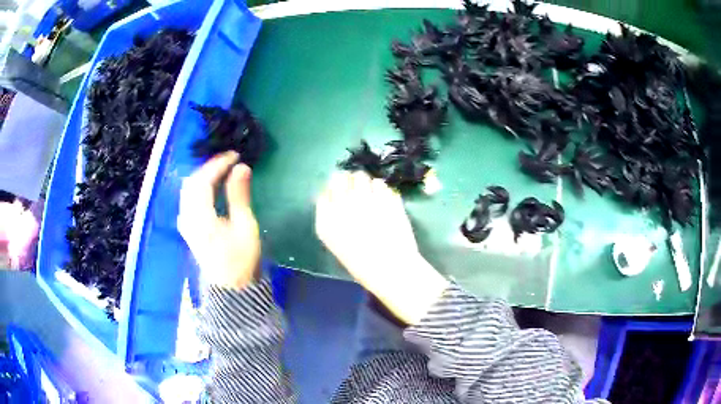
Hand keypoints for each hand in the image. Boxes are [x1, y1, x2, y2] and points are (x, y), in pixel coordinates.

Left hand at [178, 151, 260, 289]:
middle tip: (230, 160)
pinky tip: (211, 185)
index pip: (204, 181)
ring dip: (204, 175)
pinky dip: (200, 186)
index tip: (236, 155)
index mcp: (201, 217)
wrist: (230, 287)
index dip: (219, 164)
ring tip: (222, 169)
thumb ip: (239, 195)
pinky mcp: (187, 226)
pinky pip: (188, 197)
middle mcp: (187, 217)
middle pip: (192, 182)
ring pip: (188, 188)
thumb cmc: (241, 259)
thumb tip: (241, 167)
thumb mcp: (245, 226)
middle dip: (210, 167)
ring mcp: (184, 222)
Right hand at [315, 171, 448, 323]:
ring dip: (366, 183)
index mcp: (327, 221)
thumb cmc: (362, 264)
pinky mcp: (387, 198)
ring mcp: (366, 199)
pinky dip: (382, 189)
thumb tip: (333, 199)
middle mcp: (343, 205)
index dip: (334, 192)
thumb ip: (332, 219)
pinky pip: (381, 184)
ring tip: (372, 194)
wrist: (392, 270)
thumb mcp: (336, 244)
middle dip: (348, 181)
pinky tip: (385, 200)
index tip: (341, 195)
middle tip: (357, 189)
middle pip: (341, 178)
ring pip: (362, 176)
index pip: (325, 193)